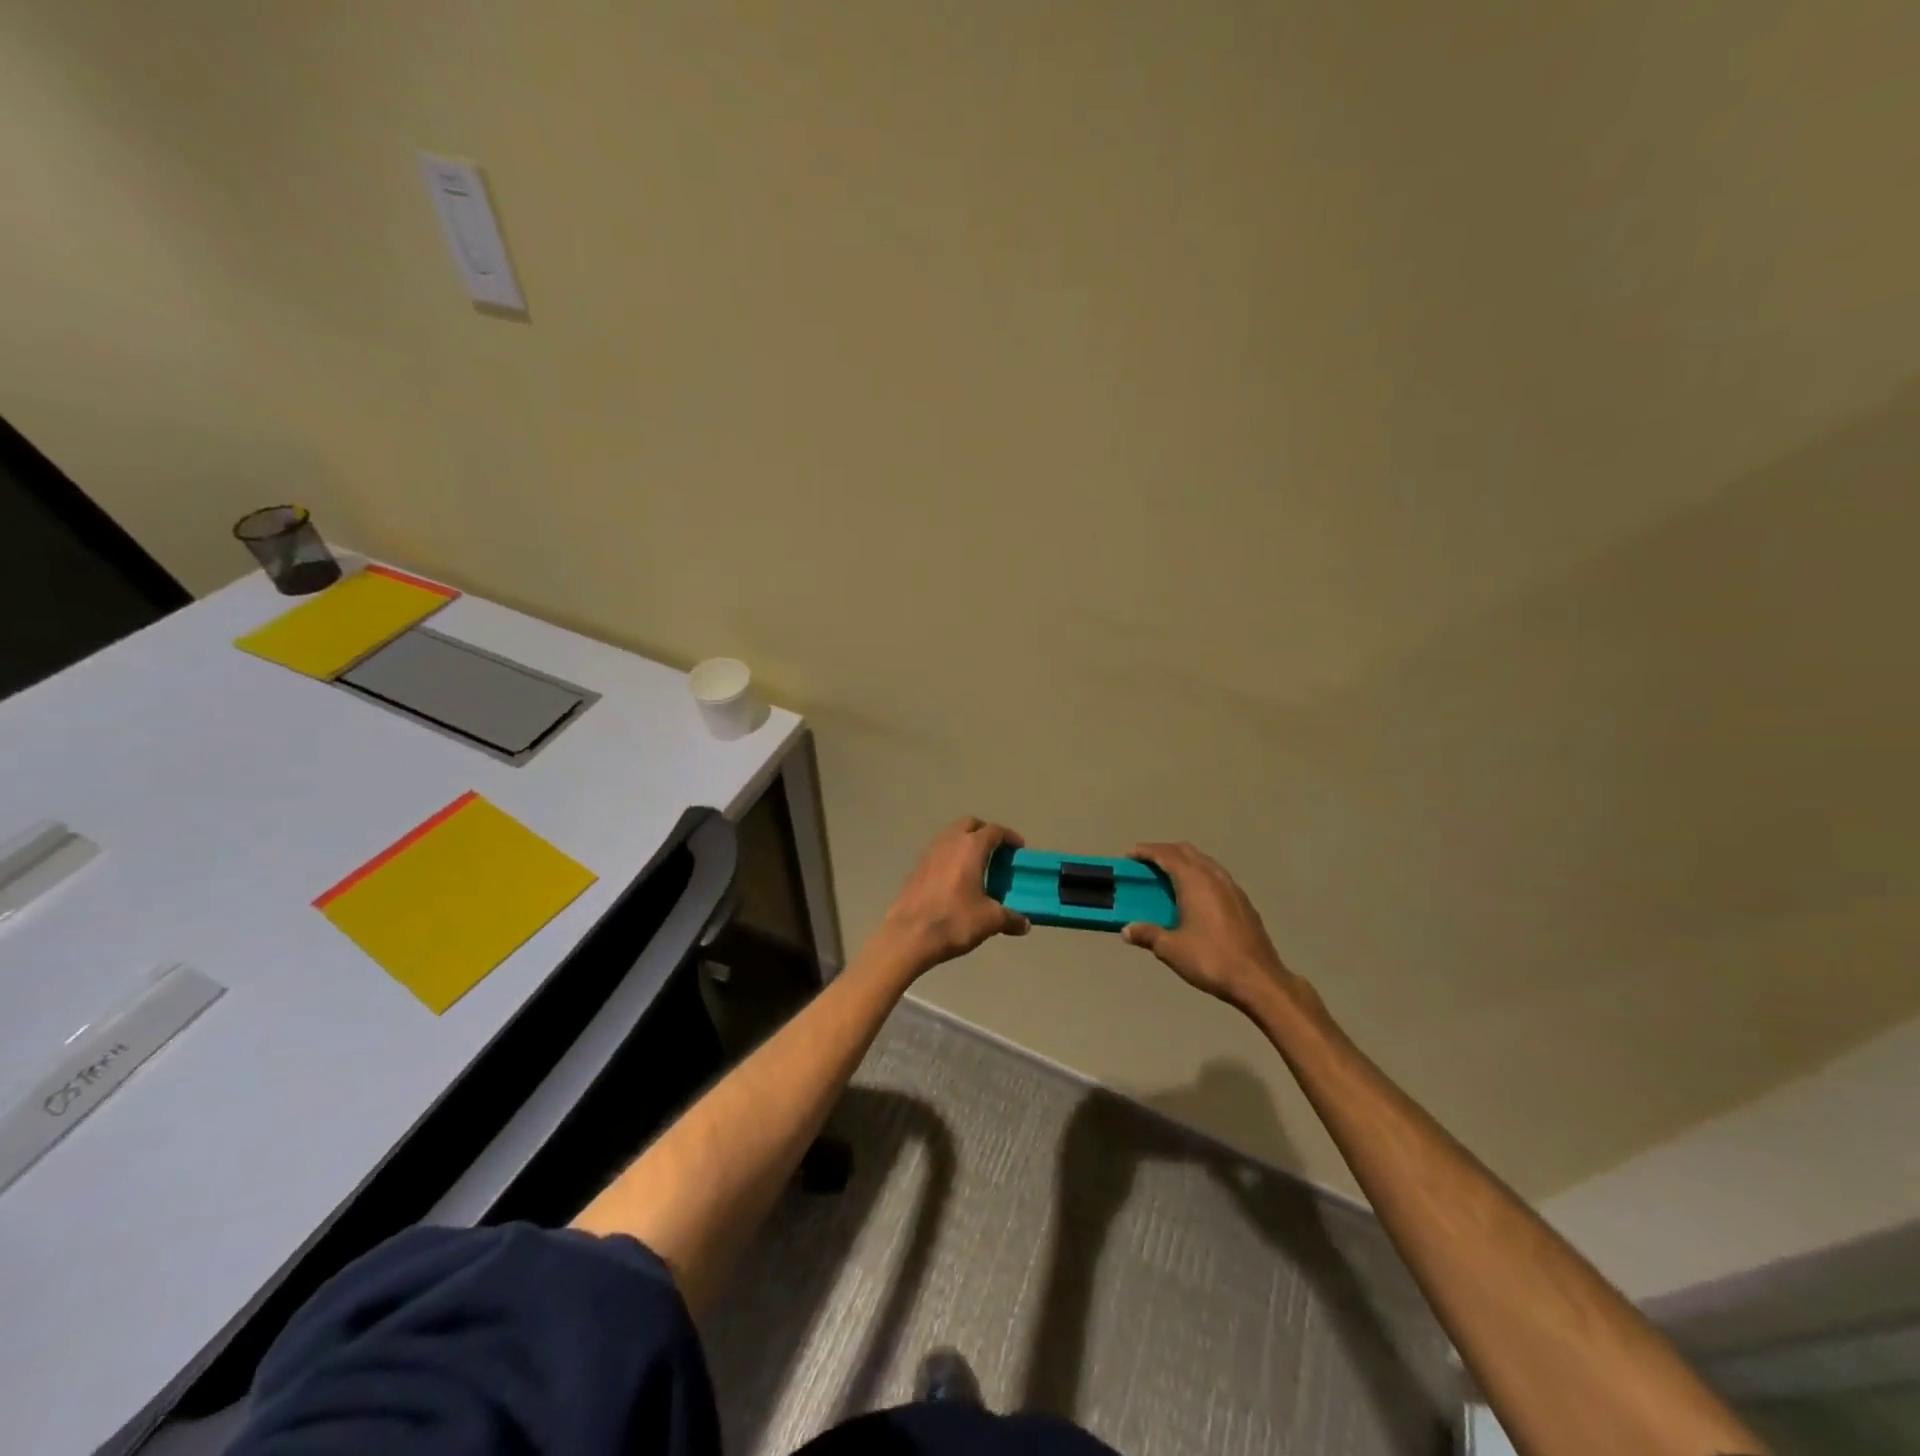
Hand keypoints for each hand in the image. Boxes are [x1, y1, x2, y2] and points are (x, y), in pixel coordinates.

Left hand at [878, 818, 1030, 972]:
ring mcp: (929, 853)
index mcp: (970, 847)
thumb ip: (1010, 918)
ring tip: (977, 865)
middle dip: (985, 832)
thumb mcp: (990, 921)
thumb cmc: (954, 921)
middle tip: (997, 852)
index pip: (994, 831)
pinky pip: (939, 852)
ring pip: (951, 836)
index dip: (1009, 837)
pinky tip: (956, 879)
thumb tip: (1024, 924)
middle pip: (969, 824)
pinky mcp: (916, 868)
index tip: (1019, 849)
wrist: (908, 936)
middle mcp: (949, 842)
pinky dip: (951, 856)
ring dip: (965, 843)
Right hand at [1121, 842, 1314, 1015]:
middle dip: (1164, 852)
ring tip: (1168, 878)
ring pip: (1204, 862)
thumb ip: (1147, 934)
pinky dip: (1199, 875)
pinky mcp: (1243, 901)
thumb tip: (1126, 930)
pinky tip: (1195, 897)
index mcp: (1194, 881)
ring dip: (1184, 862)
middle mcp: (1214, 876)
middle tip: (1146, 864)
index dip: (1146, 851)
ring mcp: (1232, 887)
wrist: (1259, 980)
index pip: (1166, 855)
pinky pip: (1216, 876)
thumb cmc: (1211, 960)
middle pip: (1186, 851)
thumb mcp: (1171, 949)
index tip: (1130, 855)